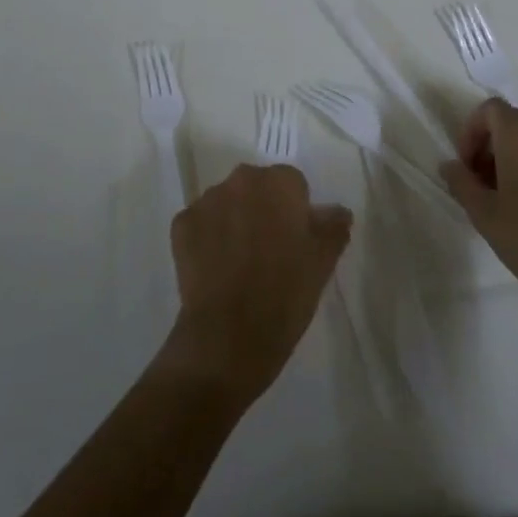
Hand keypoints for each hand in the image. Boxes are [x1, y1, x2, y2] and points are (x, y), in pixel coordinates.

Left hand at [162, 164, 351, 402]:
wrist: (228, 336)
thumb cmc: (286, 294)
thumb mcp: (323, 262)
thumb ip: (333, 227)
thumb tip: (337, 212)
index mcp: (279, 183)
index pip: (293, 183)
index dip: (295, 211)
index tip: (295, 240)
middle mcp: (240, 180)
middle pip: (256, 187)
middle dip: (263, 209)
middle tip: (270, 250)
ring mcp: (206, 201)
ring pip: (226, 203)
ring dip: (234, 221)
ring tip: (240, 262)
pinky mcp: (180, 225)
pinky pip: (200, 223)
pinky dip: (208, 238)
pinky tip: (216, 269)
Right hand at [441, 99, 517, 341]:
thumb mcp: (483, 213)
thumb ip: (461, 182)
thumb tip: (450, 166)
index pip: (489, 110)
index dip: (470, 132)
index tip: (466, 166)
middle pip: (512, 122)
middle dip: (490, 145)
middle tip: (480, 183)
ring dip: (513, 156)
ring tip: (504, 196)